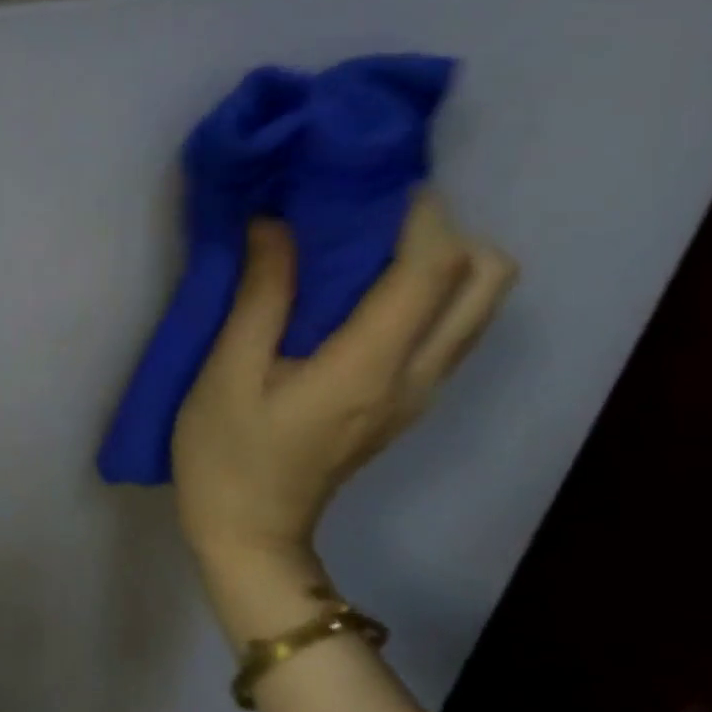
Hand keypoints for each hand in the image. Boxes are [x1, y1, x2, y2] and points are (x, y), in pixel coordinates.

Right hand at [173, 194, 514, 634]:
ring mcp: (419, 392)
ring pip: (475, 305)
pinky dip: (424, 291)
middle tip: (367, 214)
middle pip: (485, 281)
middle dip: (444, 229)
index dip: (416, 213)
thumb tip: (276, 224)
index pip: (430, 269)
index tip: (368, 179)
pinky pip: (445, 328)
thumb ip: (261, 296)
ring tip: (361, 242)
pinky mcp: (406, 401)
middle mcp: (417, 375)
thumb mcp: (227, 372)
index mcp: (369, 366)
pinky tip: (358, 288)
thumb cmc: (226, 453)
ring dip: (438, 258)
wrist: (250, 533)